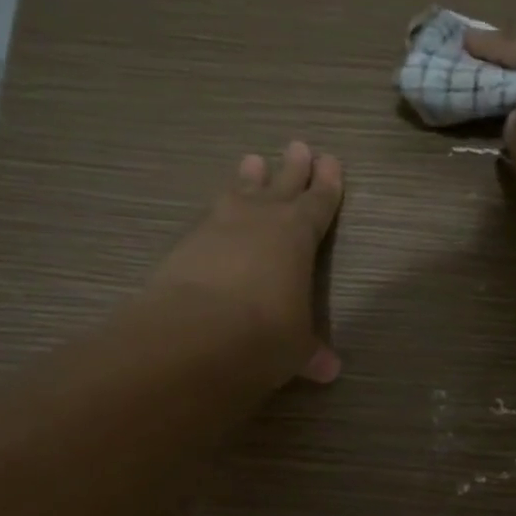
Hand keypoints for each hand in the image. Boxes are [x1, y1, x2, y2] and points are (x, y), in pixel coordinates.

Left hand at [147, 141, 344, 385]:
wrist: (196, 334)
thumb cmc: (265, 335)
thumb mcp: (295, 348)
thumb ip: (310, 352)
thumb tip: (328, 370)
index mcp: (299, 235)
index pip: (319, 203)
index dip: (327, 184)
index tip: (330, 161)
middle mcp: (261, 220)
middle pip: (282, 185)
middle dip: (293, 168)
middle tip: (298, 145)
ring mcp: (219, 226)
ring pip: (240, 192)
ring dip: (249, 178)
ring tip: (252, 160)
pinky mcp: (185, 242)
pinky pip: (208, 217)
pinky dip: (216, 211)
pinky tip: (214, 213)